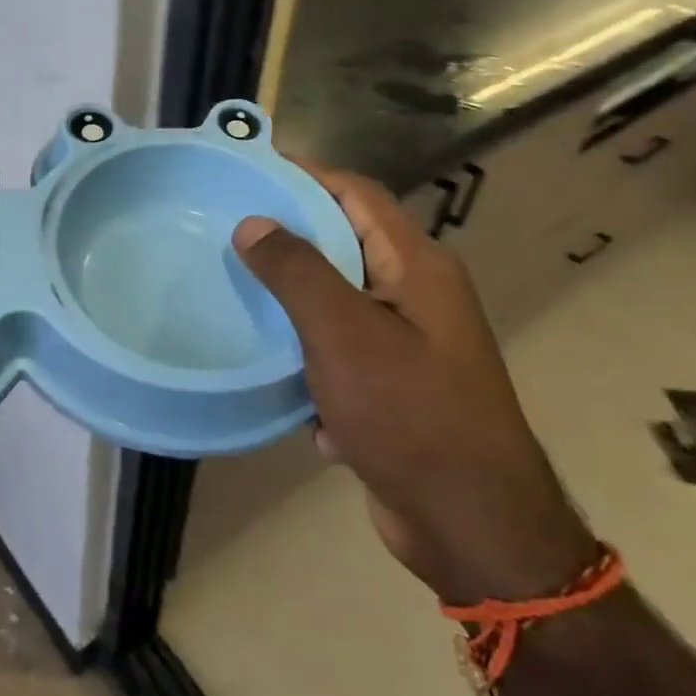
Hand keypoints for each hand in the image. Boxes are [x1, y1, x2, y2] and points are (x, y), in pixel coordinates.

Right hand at [234, 167, 592, 603]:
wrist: (471, 525)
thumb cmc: (410, 415)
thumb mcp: (344, 334)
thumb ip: (297, 272)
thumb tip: (254, 223)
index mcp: (417, 267)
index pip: (357, 194)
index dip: (305, 174)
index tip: (247, 170)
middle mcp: (417, 295)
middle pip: (344, 243)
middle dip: (287, 237)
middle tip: (224, 231)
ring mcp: (406, 343)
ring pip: (336, 301)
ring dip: (290, 301)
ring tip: (232, 292)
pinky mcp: (392, 386)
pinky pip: (338, 351)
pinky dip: (306, 355)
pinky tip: (271, 373)